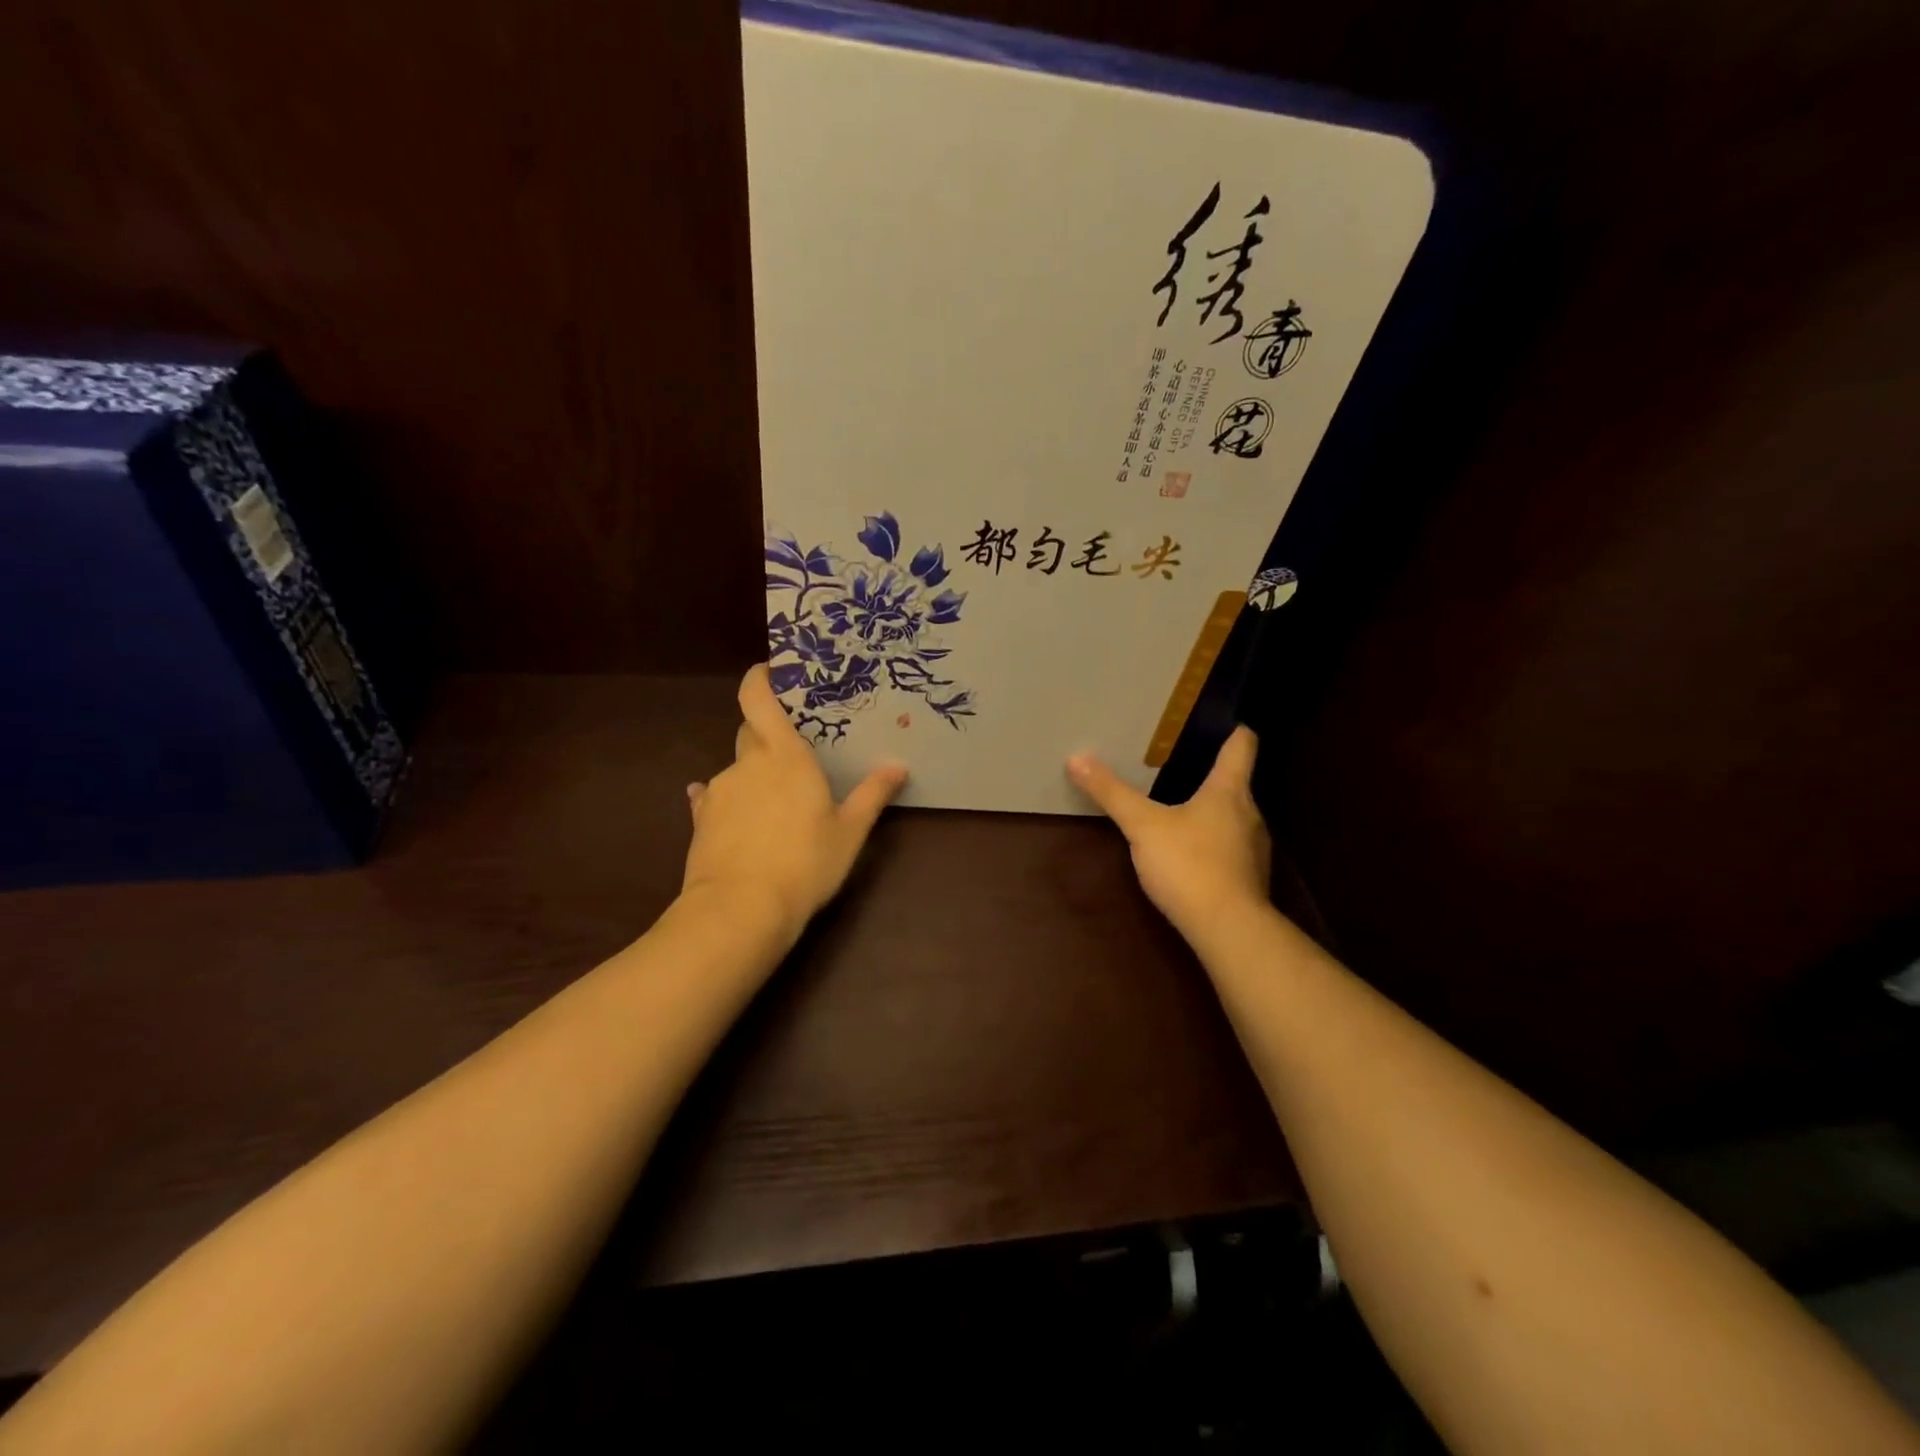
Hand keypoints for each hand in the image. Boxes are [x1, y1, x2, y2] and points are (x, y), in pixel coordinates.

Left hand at [682, 664, 907, 939]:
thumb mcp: (849, 832)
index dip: (759, 679)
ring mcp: (720, 790)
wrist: (739, 910)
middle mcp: (747, 763)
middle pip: (750, 731)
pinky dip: (727, 801)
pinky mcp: (701, 820)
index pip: (758, 699)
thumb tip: (898, 766)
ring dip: (753, 775)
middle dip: (767, 732)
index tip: (770, 672)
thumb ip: (872, 795)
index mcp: (784, 756)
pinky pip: (714, 798)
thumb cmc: (805, 863)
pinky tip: (738, 821)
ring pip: (736, 768)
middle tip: (794, 751)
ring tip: (775, 804)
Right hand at [1066, 726, 1271, 939]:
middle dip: (1213, 775)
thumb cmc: (1189, 864)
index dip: (1234, 731)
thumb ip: (1112, 793)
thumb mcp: (1142, 826)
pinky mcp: (1250, 879)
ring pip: (1234, 818)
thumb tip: (1077, 758)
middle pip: (1236, 783)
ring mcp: (1254, 849)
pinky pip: (1232, 848)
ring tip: (1181, 809)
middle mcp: (1250, 814)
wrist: (1228, 929)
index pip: (1242, 746)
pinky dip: (1214, 844)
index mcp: (1229, 791)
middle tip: (1181, 767)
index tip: (1224, 722)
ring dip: (1213, 812)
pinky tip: (1190, 854)